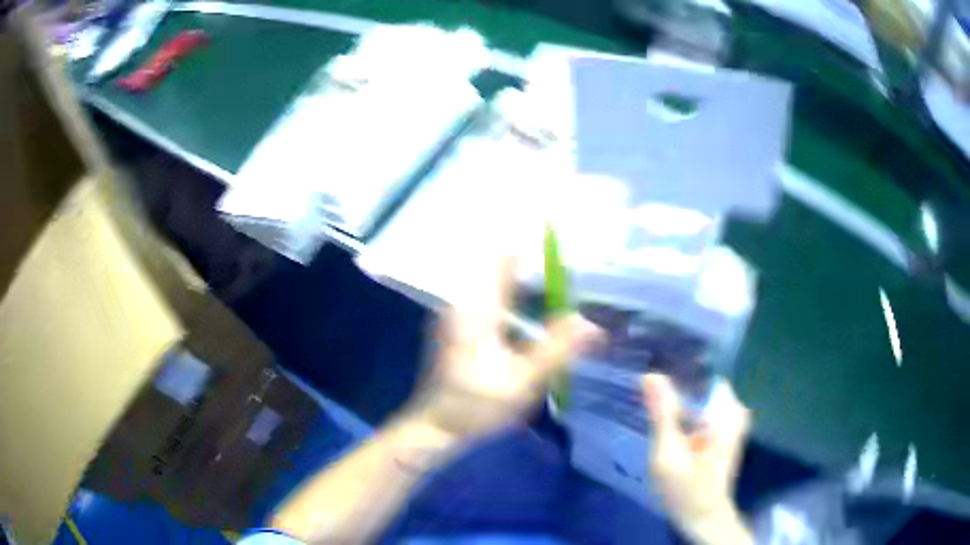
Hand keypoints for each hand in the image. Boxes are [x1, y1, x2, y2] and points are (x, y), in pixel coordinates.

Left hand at [404, 258, 599, 440]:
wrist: (434, 427)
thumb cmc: (475, 405)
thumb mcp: (523, 380)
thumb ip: (558, 348)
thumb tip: (591, 322)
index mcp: (475, 306)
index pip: (504, 258)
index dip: (537, 257)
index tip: (567, 270)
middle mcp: (463, 301)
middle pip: (503, 270)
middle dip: (539, 276)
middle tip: (572, 292)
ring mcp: (457, 314)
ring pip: (498, 287)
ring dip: (528, 292)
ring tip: (561, 308)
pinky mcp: (458, 328)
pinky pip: (491, 304)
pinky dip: (516, 307)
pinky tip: (534, 328)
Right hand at [643, 374, 752, 544]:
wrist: (703, 517)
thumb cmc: (685, 490)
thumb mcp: (668, 454)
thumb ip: (662, 414)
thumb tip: (651, 375)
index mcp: (725, 412)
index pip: (700, 373)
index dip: (674, 370)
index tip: (648, 370)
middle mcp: (734, 408)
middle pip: (701, 382)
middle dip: (674, 384)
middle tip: (643, 388)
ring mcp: (732, 418)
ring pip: (701, 394)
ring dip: (678, 397)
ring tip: (650, 399)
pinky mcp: (726, 428)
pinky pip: (703, 407)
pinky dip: (686, 410)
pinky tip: (666, 418)